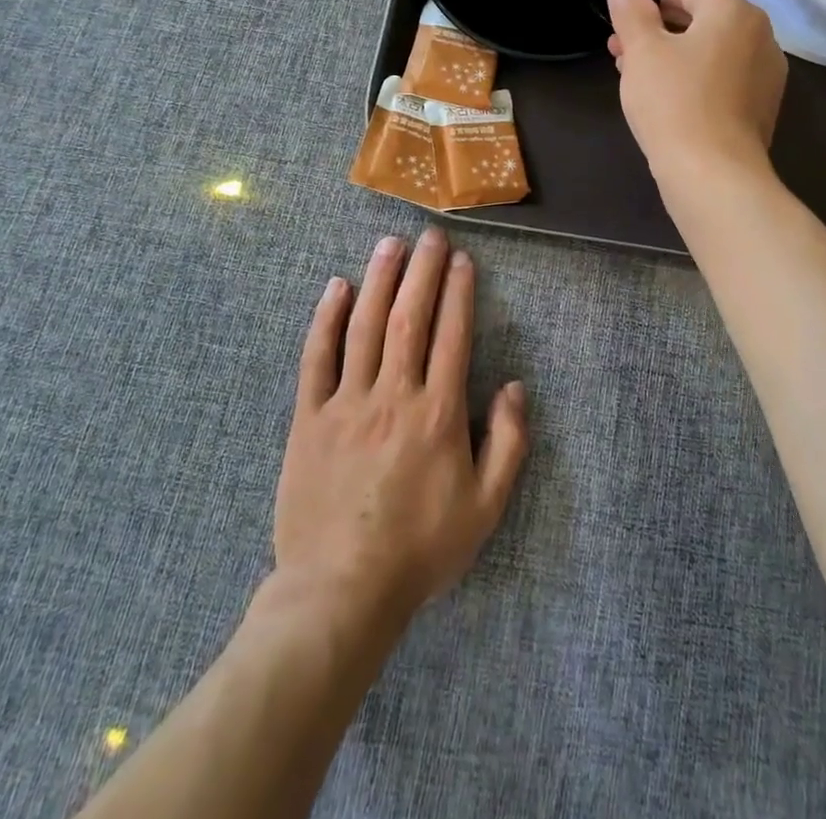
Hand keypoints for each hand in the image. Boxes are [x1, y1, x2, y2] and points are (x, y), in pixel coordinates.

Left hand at [273, 228, 528, 634]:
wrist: (341, 591)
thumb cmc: (420, 550)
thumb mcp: (485, 508)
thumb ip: (508, 444)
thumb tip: (515, 387)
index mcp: (438, 413)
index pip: (451, 335)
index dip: (458, 292)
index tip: (461, 260)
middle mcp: (394, 395)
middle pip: (410, 318)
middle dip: (422, 271)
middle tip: (429, 234)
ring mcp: (347, 403)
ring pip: (365, 327)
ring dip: (379, 280)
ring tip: (389, 244)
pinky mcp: (309, 418)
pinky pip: (316, 358)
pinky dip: (326, 319)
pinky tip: (336, 288)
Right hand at [606, 0, 786, 184]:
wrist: (714, 175)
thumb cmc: (674, 103)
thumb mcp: (642, 50)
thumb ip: (631, 12)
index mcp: (734, 12)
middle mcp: (759, 36)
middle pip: (702, 15)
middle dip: (656, 22)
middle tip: (619, 35)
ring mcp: (764, 73)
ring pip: (708, 47)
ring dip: (668, 49)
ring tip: (628, 64)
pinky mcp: (758, 106)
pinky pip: (719, 74)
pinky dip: (689, 72)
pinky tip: (659, 90)